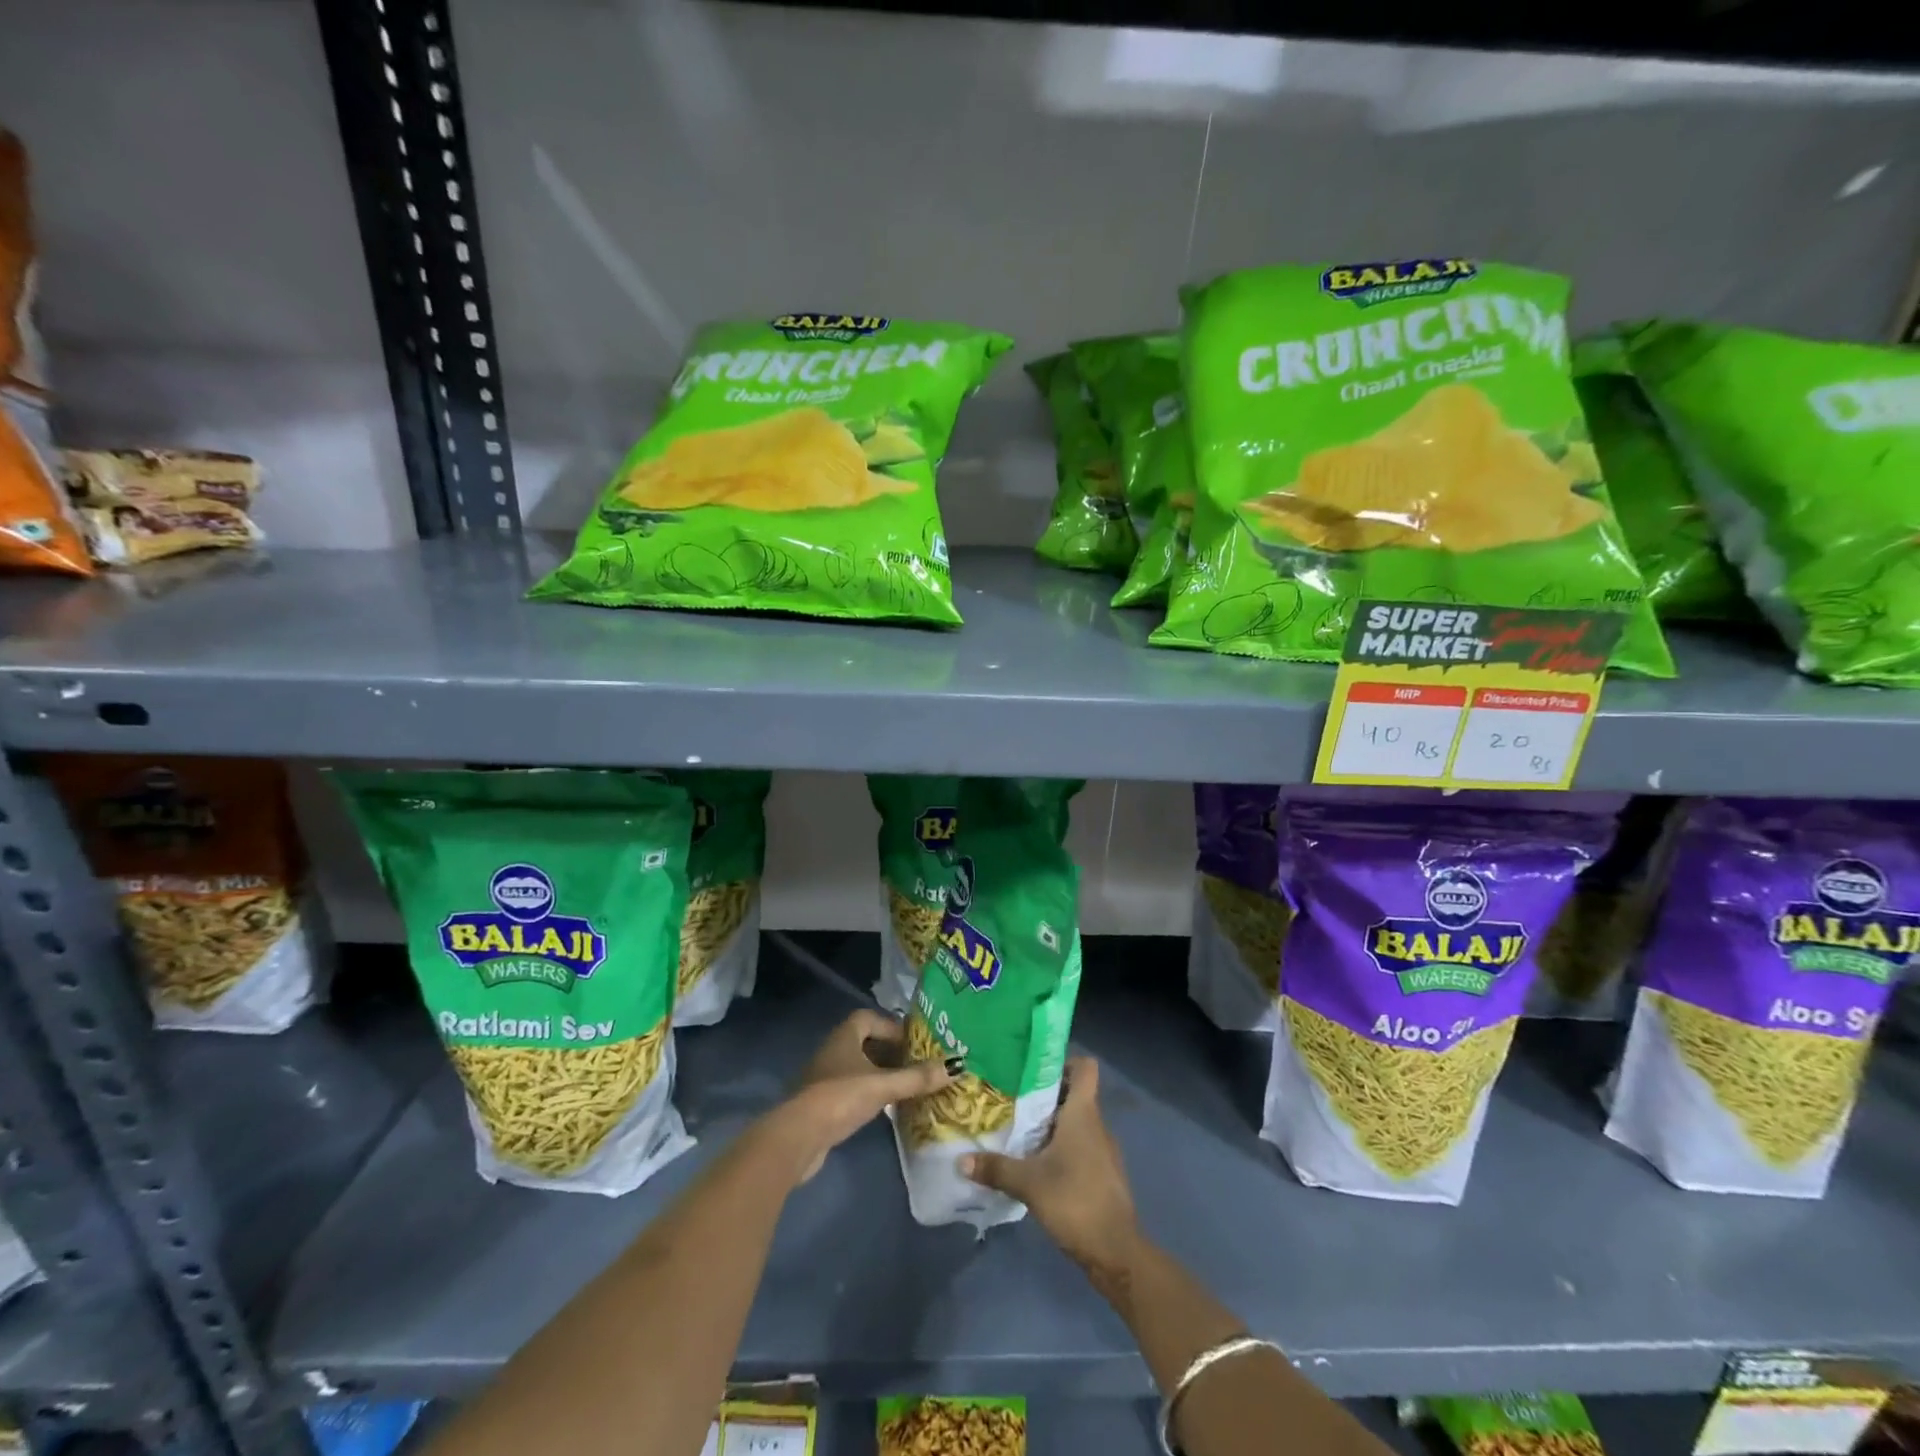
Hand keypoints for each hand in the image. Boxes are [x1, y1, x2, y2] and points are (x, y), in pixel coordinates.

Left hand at [760, 1009, 958, 1185]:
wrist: (798, 1137)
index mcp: (844, 1035)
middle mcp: (832, 1050)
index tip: (914, 1042)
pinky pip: (851, 1089)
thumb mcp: (884, 1085)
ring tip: (906, 1086)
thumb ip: (918, 1077)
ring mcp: (824, 1077)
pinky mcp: (822, 1103)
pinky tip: (885, 1107)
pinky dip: (869, 1093)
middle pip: (865, 1042)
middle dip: (890, 1051)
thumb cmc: (841, 1097)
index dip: (891, 1026)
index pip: (869, 1018)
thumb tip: (958, 1066)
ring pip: (858, 1067)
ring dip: (880, 1073)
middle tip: (916, 1063)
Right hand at [960, 1057, 1139, 1274]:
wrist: (1116, 1253)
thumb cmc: (1075, 1201)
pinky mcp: (1101, 1173)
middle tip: (1012, 1097)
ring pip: (1076, 1121)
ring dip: (1051, 1122)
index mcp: (1084, 1113)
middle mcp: (1096, 1124)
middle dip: (1044, 1094)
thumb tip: (960, 1160)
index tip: (1033, 1069)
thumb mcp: (1029, 1183)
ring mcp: (1102, 1150)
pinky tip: (1037, 1162)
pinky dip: (1060, 1146)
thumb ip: (995, 1168)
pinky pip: (1080, 1145)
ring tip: (1018, 1128)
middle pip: (1074, 1093)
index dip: (1062, 1061)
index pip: (1085, 1067)